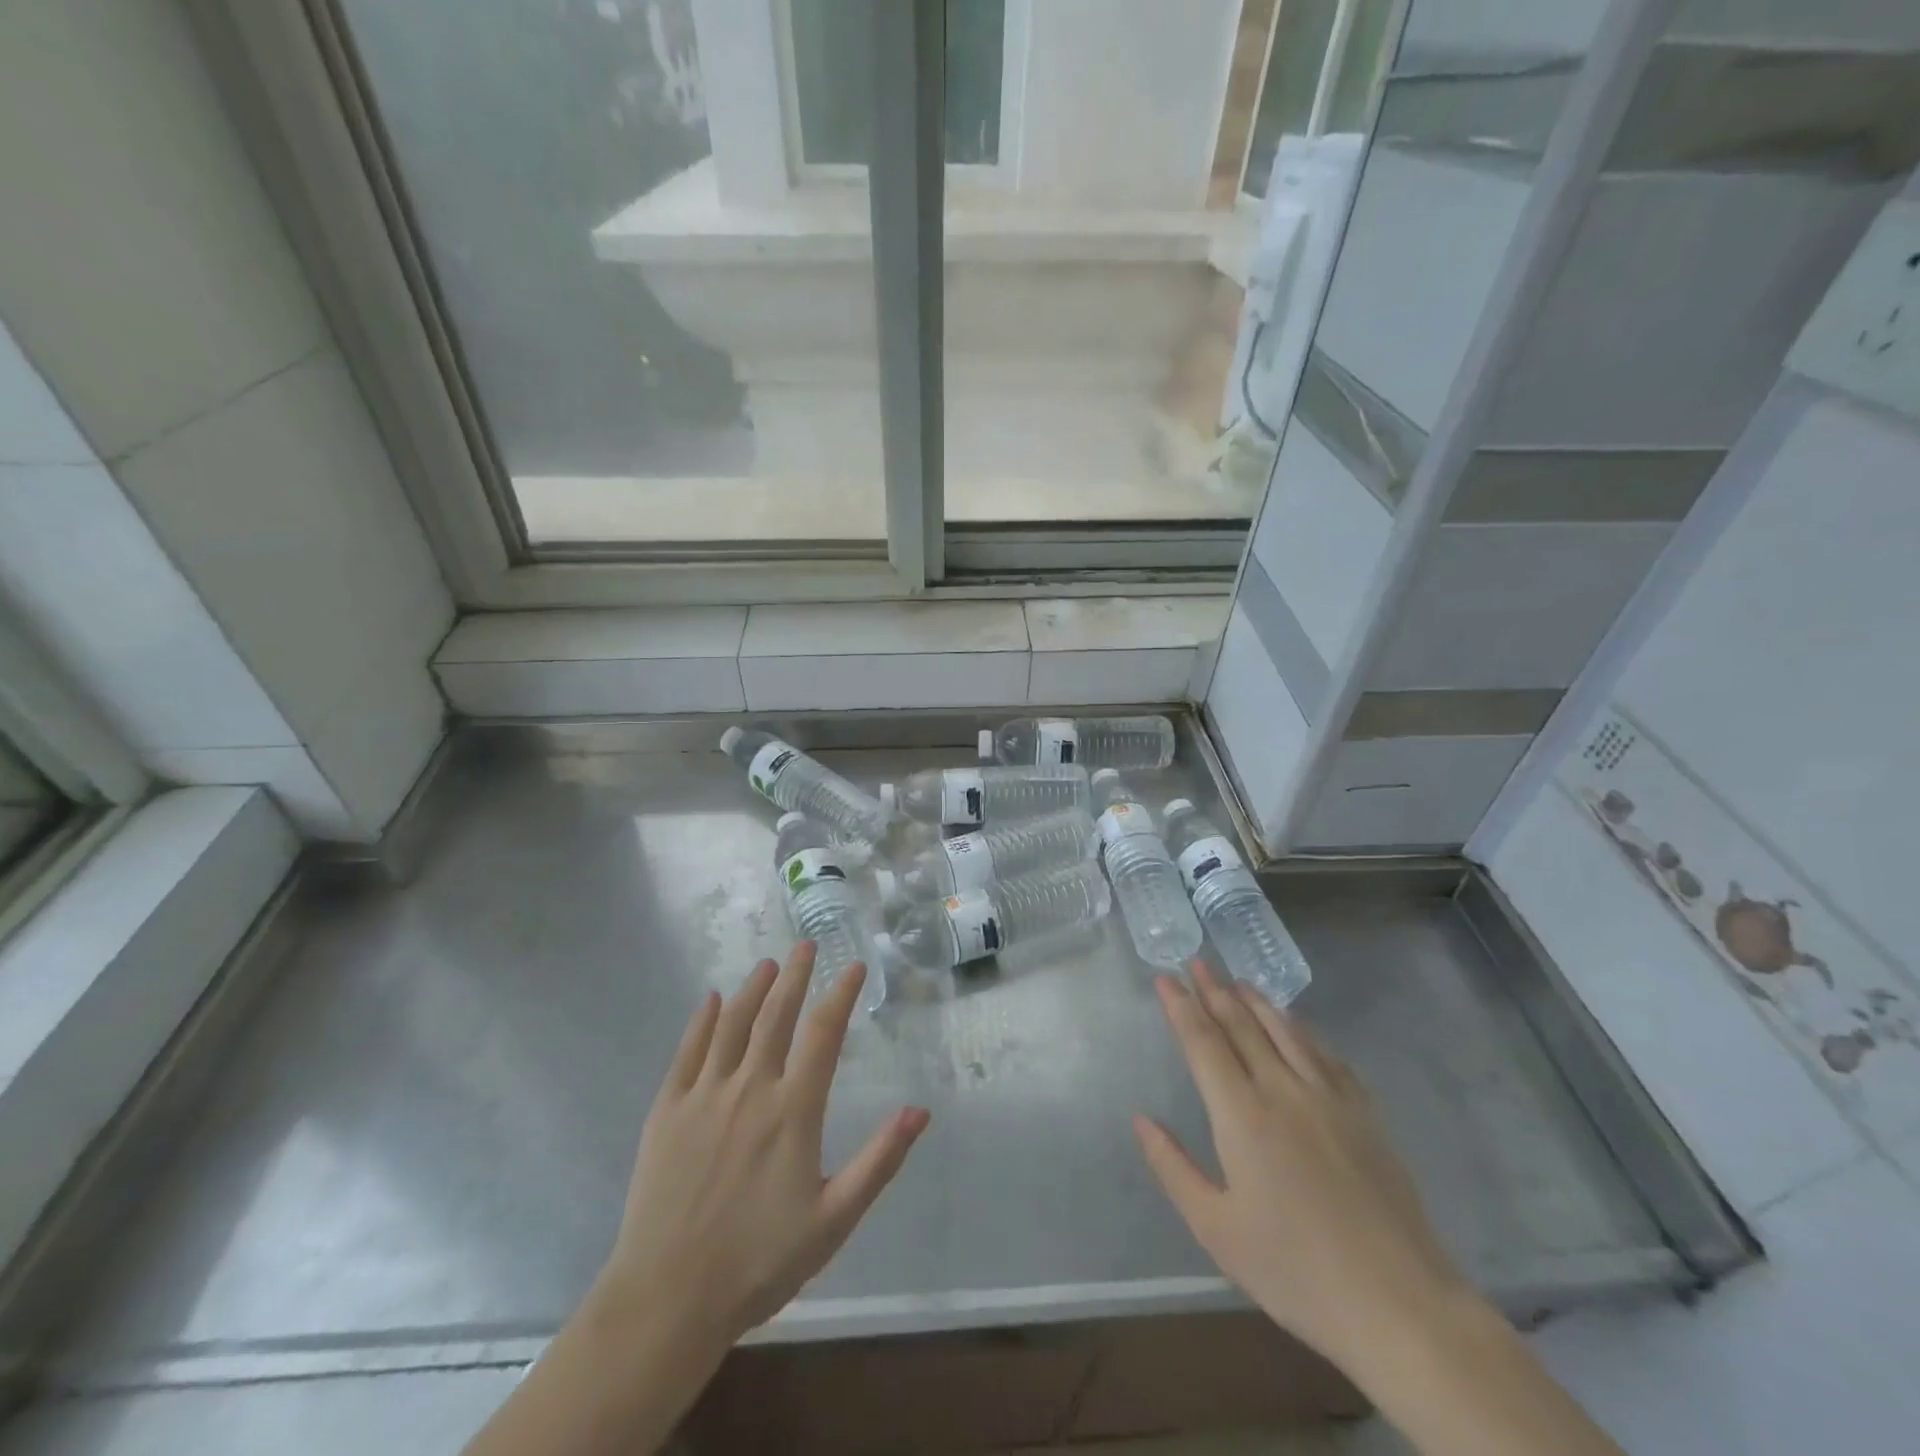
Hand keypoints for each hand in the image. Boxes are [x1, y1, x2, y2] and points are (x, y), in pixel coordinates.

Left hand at [598, 943, 930, 1352]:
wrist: (667, 1299)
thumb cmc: (760, 1262)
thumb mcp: (834, 1219)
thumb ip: (879, 1161)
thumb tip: (920, 1111)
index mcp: (792, 1110)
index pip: (823, 1034)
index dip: (841, 994)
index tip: (853, 966)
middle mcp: (749, 1088)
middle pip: (776, 1015)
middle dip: (796, 975)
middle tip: (806, 944)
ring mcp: (704, 1096)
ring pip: (732, 1024)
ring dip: (753, 989)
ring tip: (768, 964)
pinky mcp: (667, 1111)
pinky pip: (687, 1052)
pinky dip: (702, 1021)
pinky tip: (712, 1000)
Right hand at [1135, 964, 1469, 1377]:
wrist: (1400, 1306)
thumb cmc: (1297, 1271)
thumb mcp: (1217, 1231)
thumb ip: (1174, 1168)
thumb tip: (1141, 1120)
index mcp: (1242, 1116)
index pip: (1203, 1043)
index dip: (1181, 1006)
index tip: (1164, 977)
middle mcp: (1284, 1091)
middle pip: (1242, 1025)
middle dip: (1215, 990)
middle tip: (1197, 962)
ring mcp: (1330, 1098)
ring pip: (1286, 1031)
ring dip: (1257, 1001)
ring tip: (1238, 981)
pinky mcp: (1365, 1114)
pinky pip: (1326, 1054)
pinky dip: (1302, 1029)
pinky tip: (1296, 1025)